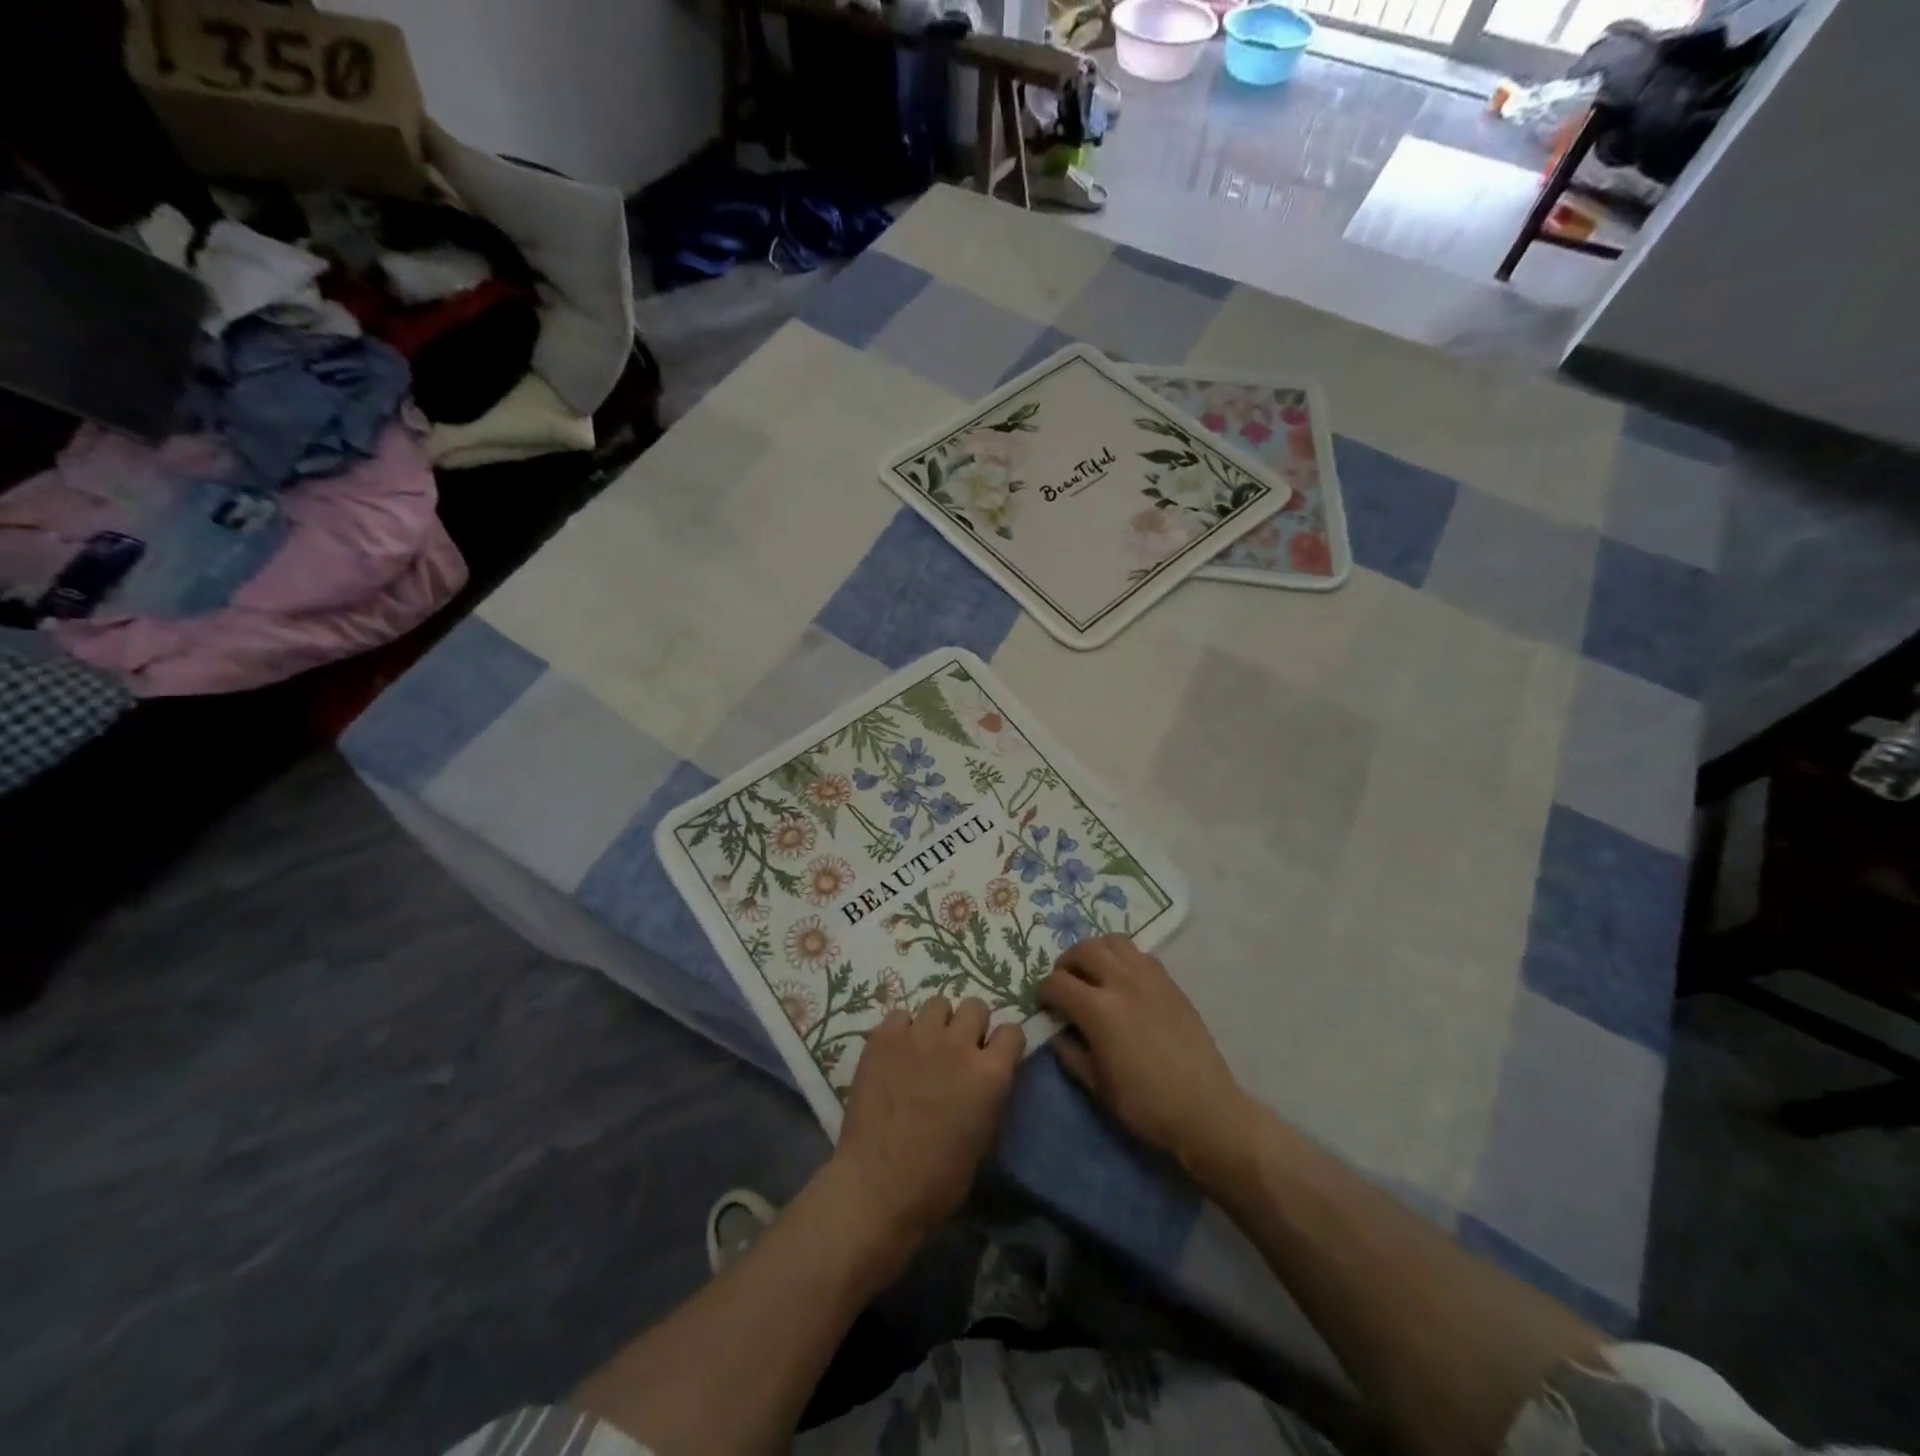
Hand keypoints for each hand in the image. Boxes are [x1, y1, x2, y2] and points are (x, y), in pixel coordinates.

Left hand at [826, 996, 1024, 1267]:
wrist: (878, 1186)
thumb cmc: (939, 1178)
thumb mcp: (984, 1136)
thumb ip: (990, 1091)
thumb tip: (987, 1072)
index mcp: (990, 1073)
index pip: (1012, 1031)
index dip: (1003, 1044)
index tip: (993, 1056)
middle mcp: (959, 1044)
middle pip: (975, 1006)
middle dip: (971, 1025)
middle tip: (958, 1049)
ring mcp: (919, 1036)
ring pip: (938, 1003)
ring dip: (937, 1023)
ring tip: (925, 1046)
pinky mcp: (884, 1036)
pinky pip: (900, 1015)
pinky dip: (901, 1030)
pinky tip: (895, 1054)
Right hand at [1037, 935, 1246, 1179]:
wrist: (1205, 1110)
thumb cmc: (1145, 1105)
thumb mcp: (1097, 1086)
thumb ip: (1071, 1053)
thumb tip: (1059, 1032)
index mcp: (1098, 1010)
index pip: (1057, 983)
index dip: (1043, 992)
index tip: (1044, 1005)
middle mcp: (1122, 982)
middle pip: (1083, 949)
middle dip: (1066, 964)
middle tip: (1065, 984)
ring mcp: (1149, 977)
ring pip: (1113, 941)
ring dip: (1095, 952)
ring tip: (1094, 974)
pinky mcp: (1170, 982)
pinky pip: (1139, 954)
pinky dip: (1122, 958)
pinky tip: (1123, 982)